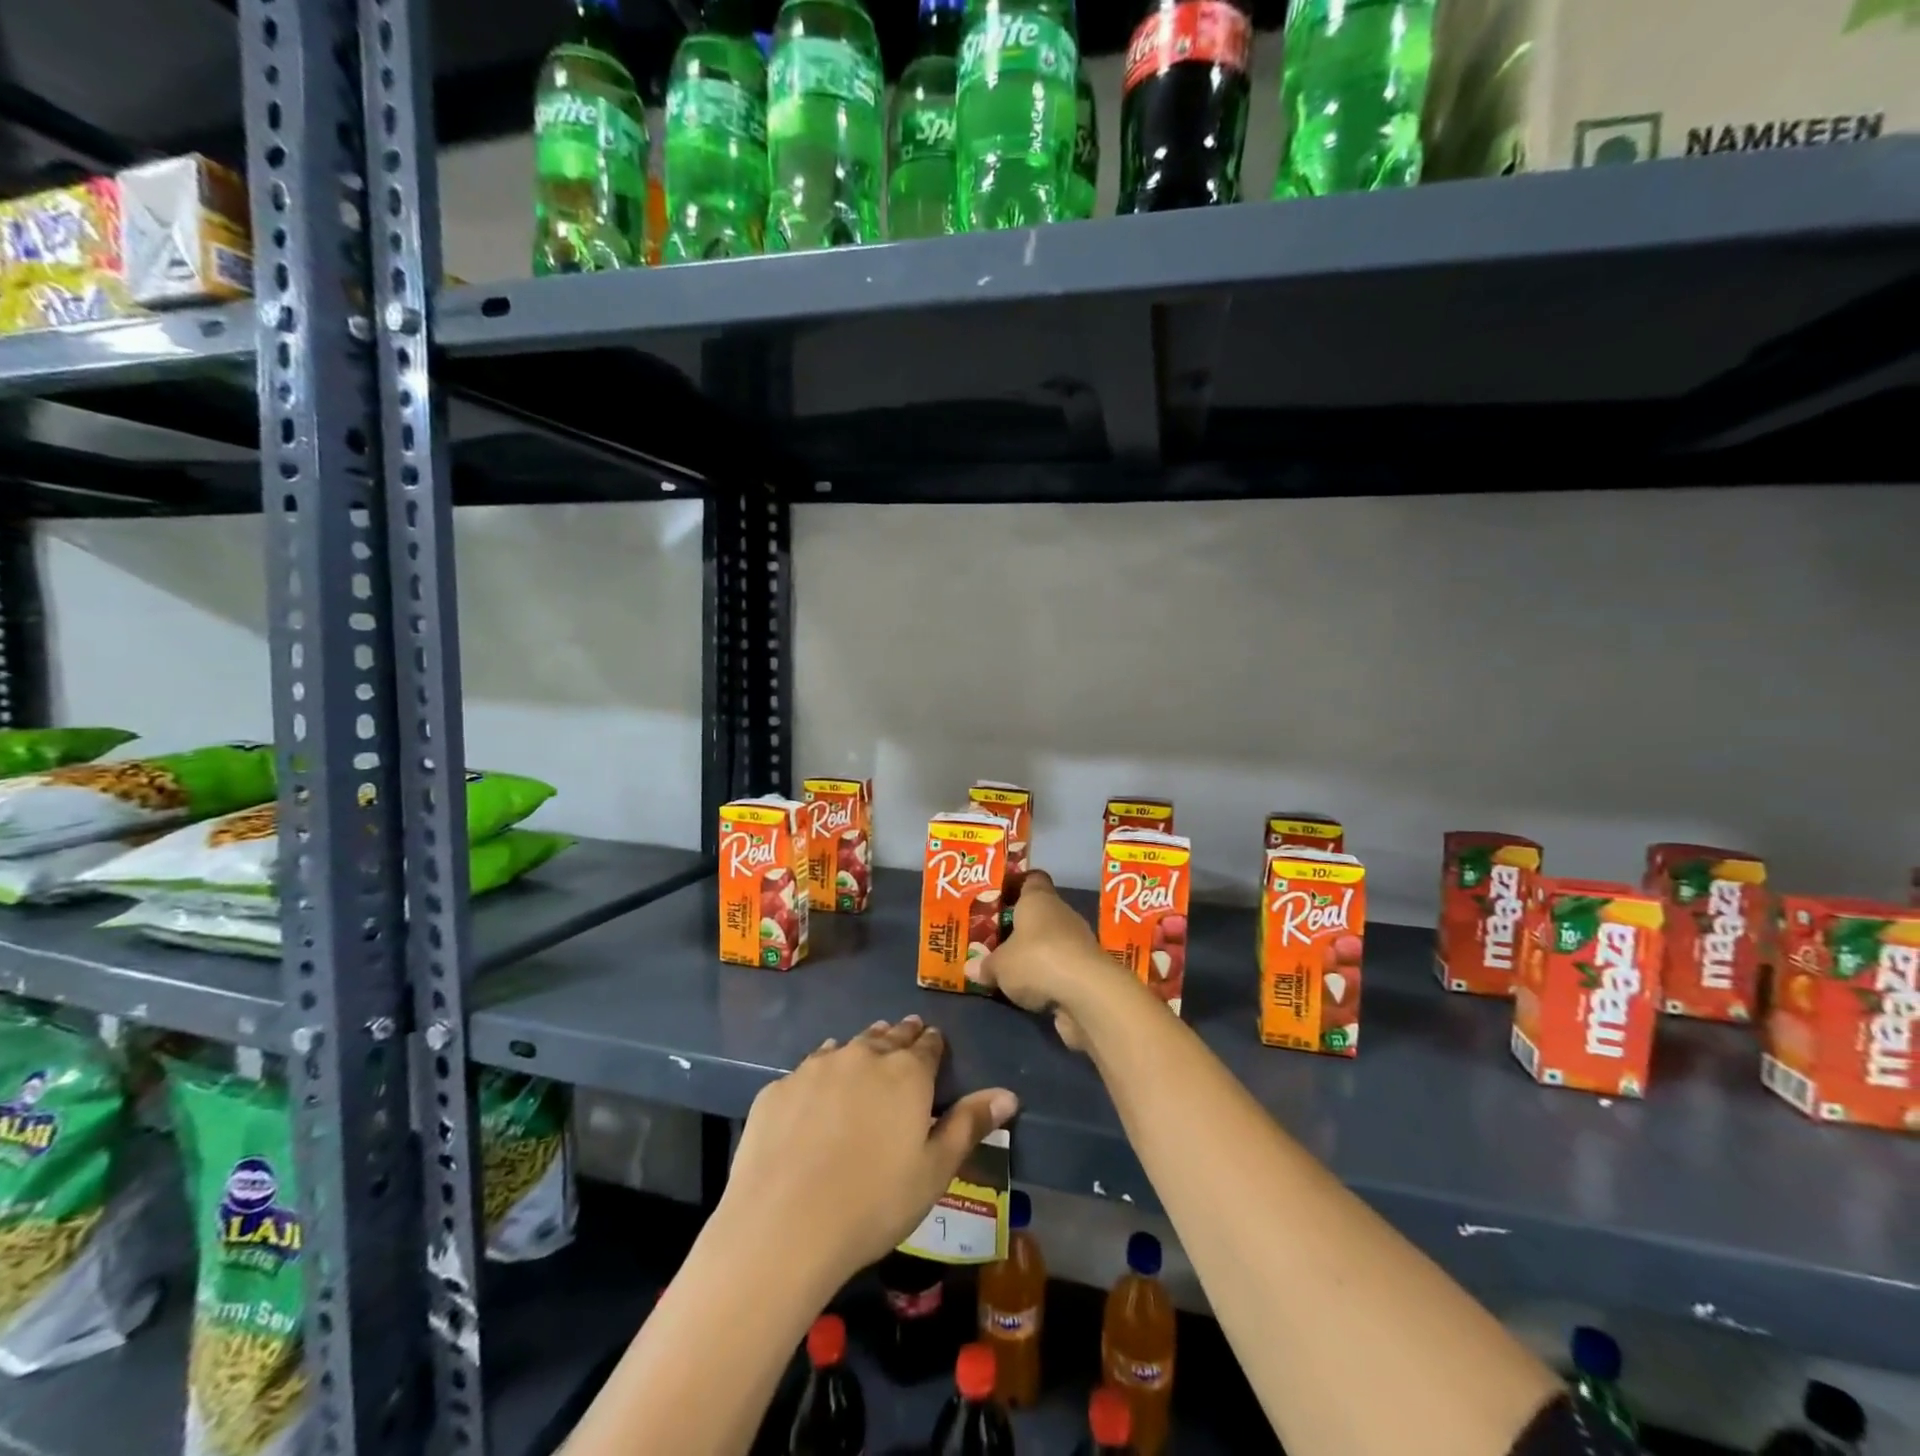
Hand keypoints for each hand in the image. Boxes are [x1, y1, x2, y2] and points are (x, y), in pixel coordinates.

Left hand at [719, 1017, 1017, 1286]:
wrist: (784, 1226)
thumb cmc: (874, 1203)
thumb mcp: (934, 1170)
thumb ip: (969, 1125)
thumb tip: (1009, 1094)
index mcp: (906, 1073)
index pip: (927, 1045)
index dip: (933, 1043)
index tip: (934, 1041)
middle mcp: (863, 1056)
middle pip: (888, 1037)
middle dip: (900, 1035)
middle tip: (905, 1032)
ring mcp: (816, 1068)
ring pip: (848, 1045)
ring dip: (862, 1047)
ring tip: (868, 1049)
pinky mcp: (779, 1088)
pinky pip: (808, 1068)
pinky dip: (822, 1071)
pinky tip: (819, 1087)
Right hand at [968, 869, 1111, 1050]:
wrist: (1087, 994)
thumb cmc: (1036, 960)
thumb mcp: (999, 965)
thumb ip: (986, 964)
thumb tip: (971, 967)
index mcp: (1039, 899)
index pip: (1031, 880)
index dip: (1016, 885)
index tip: (999, 897)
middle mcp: (1061, 914)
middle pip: (1040, 913)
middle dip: (1020, 926)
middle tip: (996, 938)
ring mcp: (1078, 942)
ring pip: (1051, 941)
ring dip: (1036, 954)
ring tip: (1010, 967)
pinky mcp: (1087, 970)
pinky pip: (1061, 967)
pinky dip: (1049, 976)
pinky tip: (1031, 990)